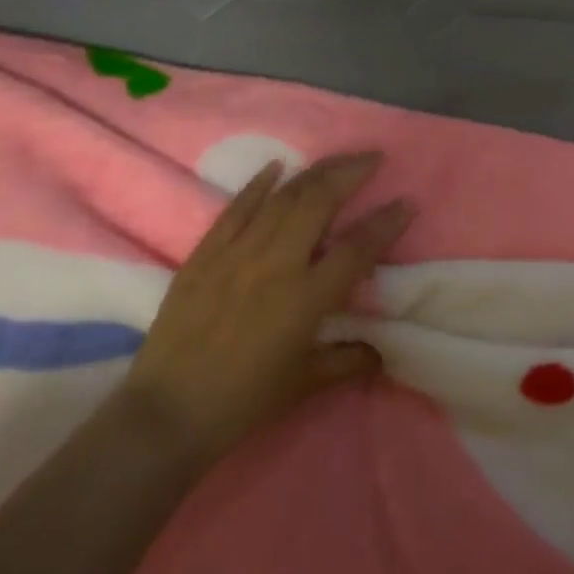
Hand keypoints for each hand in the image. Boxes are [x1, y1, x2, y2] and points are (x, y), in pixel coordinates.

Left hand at [121, 152, 413, 467]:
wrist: (166, 415)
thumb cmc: (243, 402)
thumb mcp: (304, 384)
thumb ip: (347, 361)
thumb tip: (381, 352)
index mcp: (305, 298)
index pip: (357, 249)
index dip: (386, 223)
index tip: (407, 202)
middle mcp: (276, 264)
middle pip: (319, 202)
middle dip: (350, 173)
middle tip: (373, 157)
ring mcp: (237, 253)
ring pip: (282, 197)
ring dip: (315, 172)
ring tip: (338, 159)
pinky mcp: (205, 254)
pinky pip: (235, 209)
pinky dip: (258, 184)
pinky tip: (276, 166)